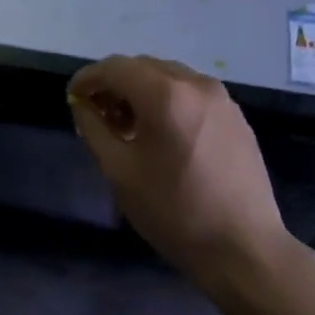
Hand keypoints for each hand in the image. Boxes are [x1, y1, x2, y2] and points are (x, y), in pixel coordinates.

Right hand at [68, 55, 293, 285]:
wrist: (242, 247)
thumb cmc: (173, 211)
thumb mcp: (119, 172)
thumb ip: (94, 128)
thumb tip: (82, 104)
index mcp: (165, 95)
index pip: (116, 67)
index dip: (88, 78)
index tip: (73, 97)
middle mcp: (196, 84)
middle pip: (143, 67)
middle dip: (115, 84)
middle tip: (98, 116)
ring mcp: (222, 98)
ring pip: (169, 78)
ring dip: (142, 91)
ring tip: (129, 127)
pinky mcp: (236, 116)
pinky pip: (192, 94)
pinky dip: (168, 101)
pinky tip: (162, 135)